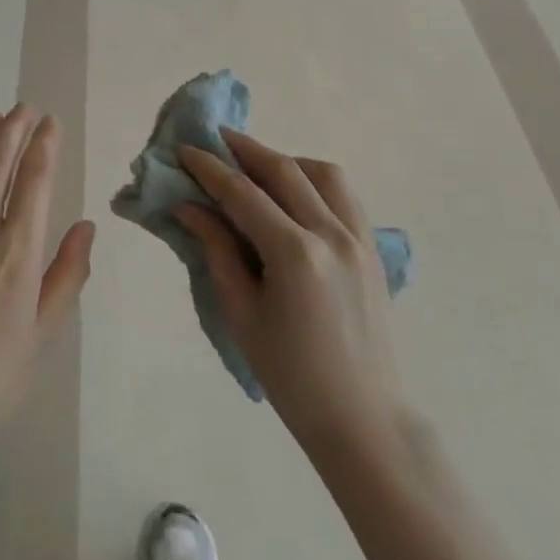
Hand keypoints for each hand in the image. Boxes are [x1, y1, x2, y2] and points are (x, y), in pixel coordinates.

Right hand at [176, 129, 405, 458]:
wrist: (364, 420)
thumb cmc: (292, 376)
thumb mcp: (242, 314)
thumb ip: (217, 251)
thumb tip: (190, 207)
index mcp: (294, 253)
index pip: (242, 192)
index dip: (209, 167)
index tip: (185, 150)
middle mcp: (331, 233)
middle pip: (283, 169)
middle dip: (244, 148)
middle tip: (214, 140)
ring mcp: (359, 238)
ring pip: (322, 172)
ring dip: (285, 160)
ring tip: (256, 168)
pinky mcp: (374, 249)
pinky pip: (345, 195)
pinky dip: (315, 180)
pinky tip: (294, 194)